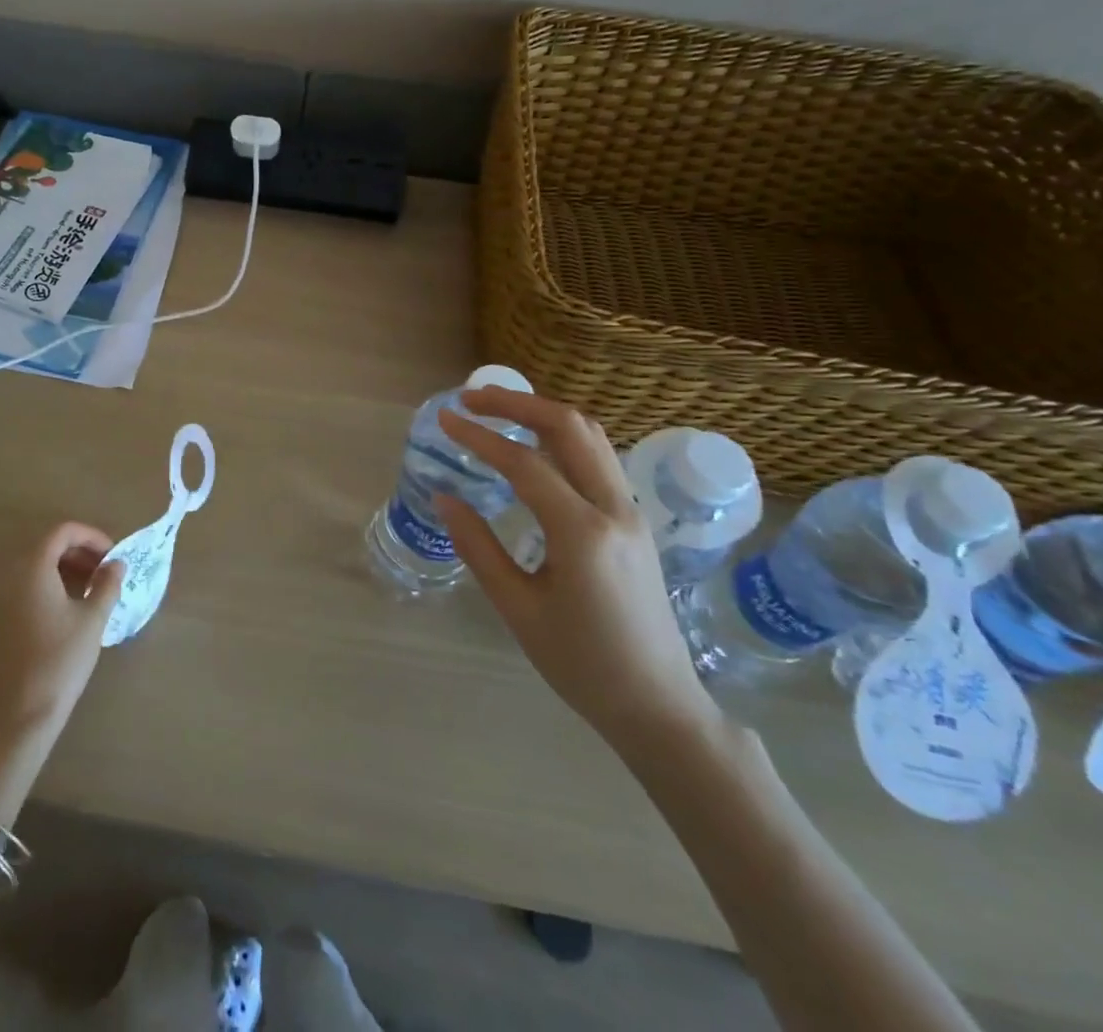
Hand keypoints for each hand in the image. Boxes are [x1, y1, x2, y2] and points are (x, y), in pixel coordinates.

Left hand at [0, 522, 126, 740]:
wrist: (19, 714)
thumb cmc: (60, 660)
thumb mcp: (92, 619)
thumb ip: (107, 583)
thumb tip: (116, 564)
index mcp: (31, 566)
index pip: (62, 532)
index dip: (91, 537)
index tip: (113, 555)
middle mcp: (6, 573)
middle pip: (45, 545)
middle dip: (77, 552)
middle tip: (104, 572)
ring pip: (31, 566)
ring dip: (61, 568)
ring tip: (88, 590)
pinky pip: (19, 585)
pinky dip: (43, 585)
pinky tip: (63, 608)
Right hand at [436, 389, 721, 759]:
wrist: (658, 705)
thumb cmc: (581, 664)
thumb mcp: (517, 609)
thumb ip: (478, 546)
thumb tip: (444, 498)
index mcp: (582, 534)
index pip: (524, 463)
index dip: (480, 437)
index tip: (445, 420)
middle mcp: (614, 510)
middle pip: (569, 427)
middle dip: (517, 403)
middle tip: (472, 398)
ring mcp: (631, 513)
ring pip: (590, 437)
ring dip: (542, 414)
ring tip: (498, 411)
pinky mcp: (633, 521)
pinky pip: (598, 458)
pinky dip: (561, 437)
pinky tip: (532, 447)